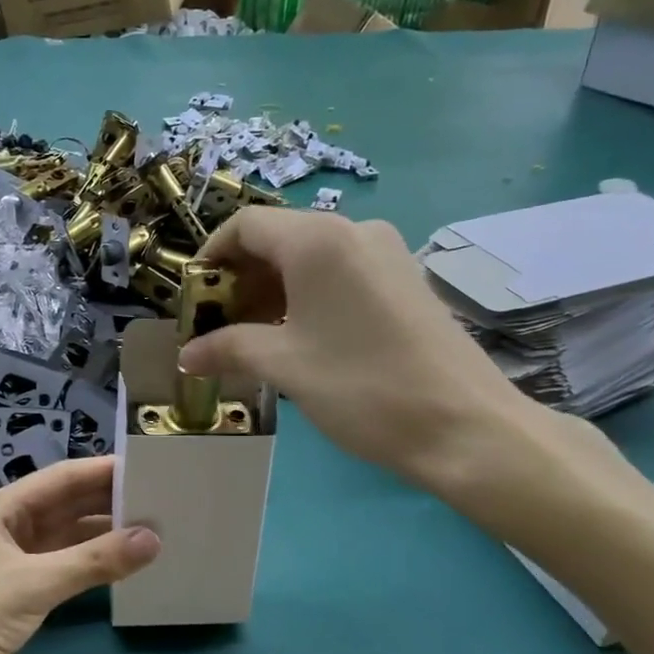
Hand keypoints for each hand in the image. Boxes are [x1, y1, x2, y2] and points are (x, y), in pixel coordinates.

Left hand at [0, 456, 160, 653]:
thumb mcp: (34, 584)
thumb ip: (94, 561)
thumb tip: (153, 539)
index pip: (58, 479)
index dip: (100, 471)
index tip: (144, 466)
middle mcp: (5, 527)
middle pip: (63, 505)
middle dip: (105, 501)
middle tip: (158, 498)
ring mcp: (12, 560)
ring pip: (65, 536)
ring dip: (102, 533)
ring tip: (150, 527)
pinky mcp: (19, 592)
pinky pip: (63, 565)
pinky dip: (90, 562)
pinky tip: (121, 562)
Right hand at [178, 207, 535, 499]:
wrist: (467, 428)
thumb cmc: (362, 387)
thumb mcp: (284, 366)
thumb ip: (227, 348)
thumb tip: (186, 355)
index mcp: (317, 240)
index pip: (245, 226)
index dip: (210, 257)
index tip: (195, 300)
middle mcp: (353, 231)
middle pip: (277, 239)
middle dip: (239, 280)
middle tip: (220, 327)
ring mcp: (386, 253)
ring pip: (309, 259)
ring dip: (271, 291)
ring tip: (255, 338)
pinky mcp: (405, 280)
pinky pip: (340, 274)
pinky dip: (307, 297)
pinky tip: (300, 338)